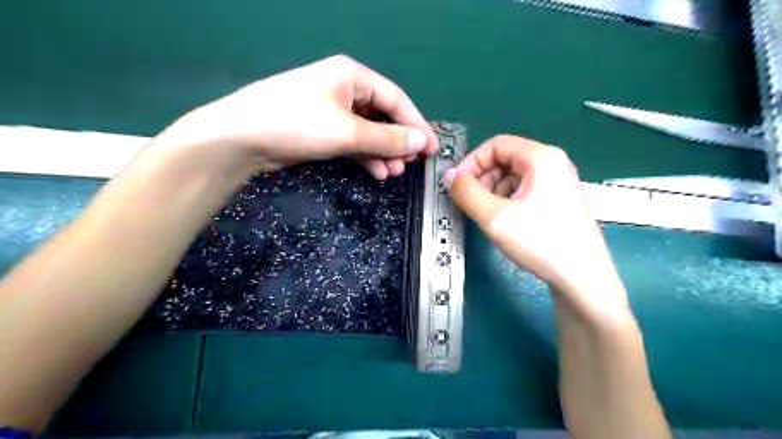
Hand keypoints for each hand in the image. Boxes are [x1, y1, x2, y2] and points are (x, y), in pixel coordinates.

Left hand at [157, 55, 438, 177]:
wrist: (242, 138)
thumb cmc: (298, 123)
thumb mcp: (348, 131)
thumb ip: (387, 137)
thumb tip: (421, 142)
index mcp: (352, 76)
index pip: (395, 99)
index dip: (416, 124)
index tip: (431, 148)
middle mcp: (344, 89)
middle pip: (383, 115)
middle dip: (398, 141)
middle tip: (411, 163)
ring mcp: (332, 110)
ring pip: (368, 131)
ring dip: (383, 152)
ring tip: (394, 172)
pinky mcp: (322, 130)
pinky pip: (353, 142)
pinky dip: (366, 156)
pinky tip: (377, 171)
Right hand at [442, 137, 627, 310]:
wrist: (582, 278)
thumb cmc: (539, 241)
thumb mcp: (494, 216)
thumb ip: (466, 192)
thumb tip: (449, 176)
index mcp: (540, 157)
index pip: (495, 144)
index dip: (471, 162)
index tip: (457, 186)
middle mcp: (552, 162)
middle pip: (505, 158)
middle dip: (482, 178)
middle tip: (470, 203)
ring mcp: (559, 181)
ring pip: (513, 175)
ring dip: (493, 190)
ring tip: (488, 215)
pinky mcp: (559, 199)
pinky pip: (524, 189)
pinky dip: (507, 200)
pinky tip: (505, 221)